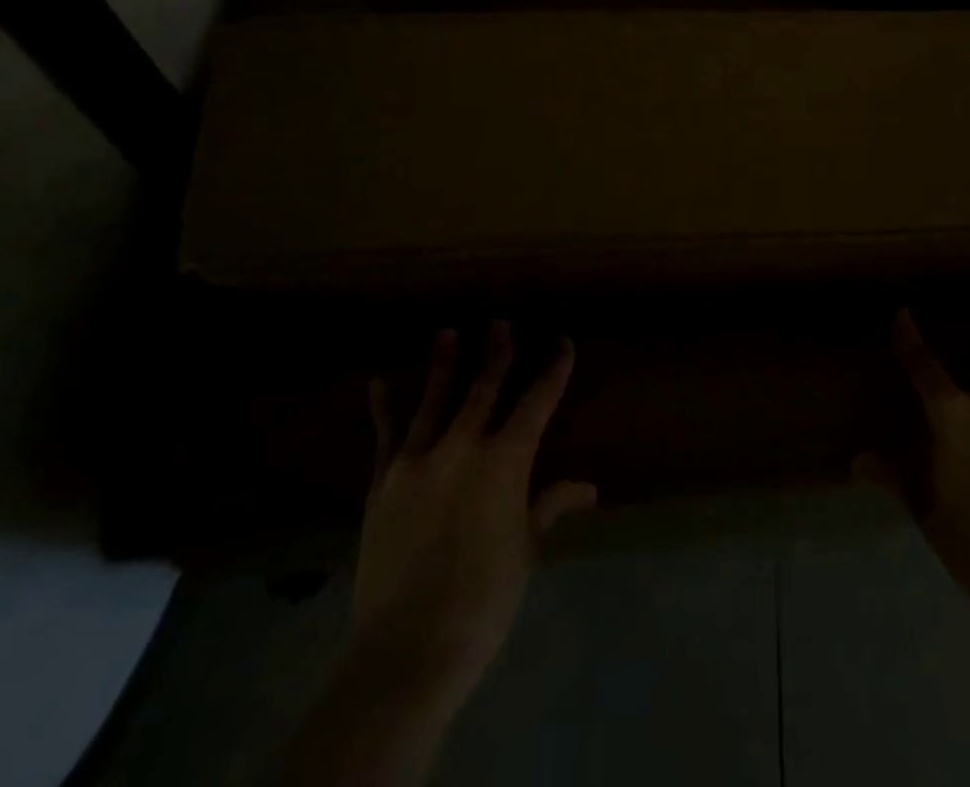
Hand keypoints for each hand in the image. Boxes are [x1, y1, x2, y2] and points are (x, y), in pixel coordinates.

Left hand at [351, 323, 595, 714]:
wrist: (408, 646)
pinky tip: (381, 381)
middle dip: (496, 352)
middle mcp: (464, 446)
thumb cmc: (483, 598)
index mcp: (506, 461)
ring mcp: (419, 460)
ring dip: (444, 364)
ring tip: (448, 332)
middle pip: (484, 388)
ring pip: (436, 399)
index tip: (562, 343)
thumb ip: (550, 507)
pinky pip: (386, 435)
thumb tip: (587, 487)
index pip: (537, 402)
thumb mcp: (525, 550)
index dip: (553, 370)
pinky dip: (385, 406)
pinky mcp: (384, 481)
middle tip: (500, 323)